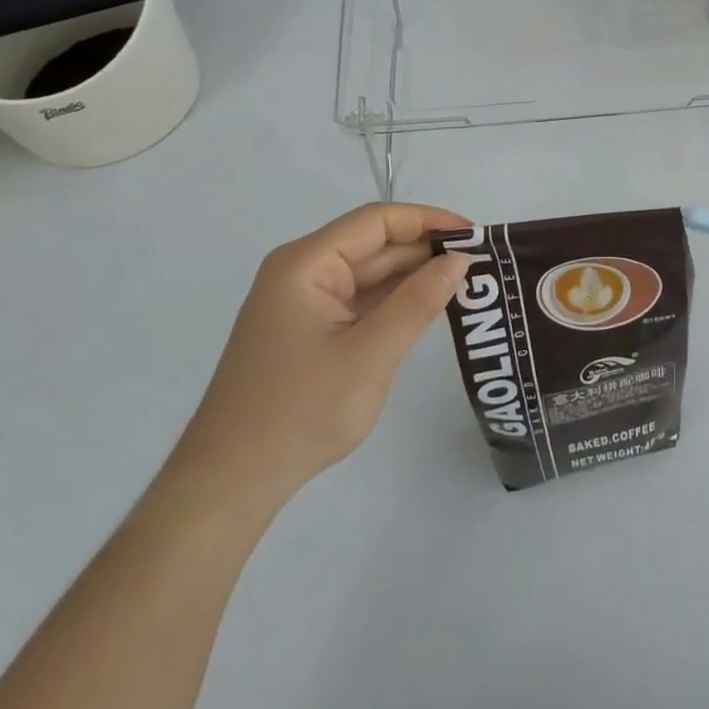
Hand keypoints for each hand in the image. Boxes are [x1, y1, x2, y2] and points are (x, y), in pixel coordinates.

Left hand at [158, 203, 470, 526]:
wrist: (227, 487)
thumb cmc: (299, 413)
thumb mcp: (371, 355)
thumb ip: (419, 302)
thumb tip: (459, 259)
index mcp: (306, 263)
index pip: (378, 221)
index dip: (429, 220)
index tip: (475, 235)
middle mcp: (301, 272)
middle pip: (373, 244)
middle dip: (425, 249)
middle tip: (480, 261)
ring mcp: (302, 303)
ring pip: (368, 274)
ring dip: (412, 276)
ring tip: (465, 281)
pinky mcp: (306, 330)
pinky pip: (358, 301)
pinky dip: (393, 301)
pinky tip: (427, 307)